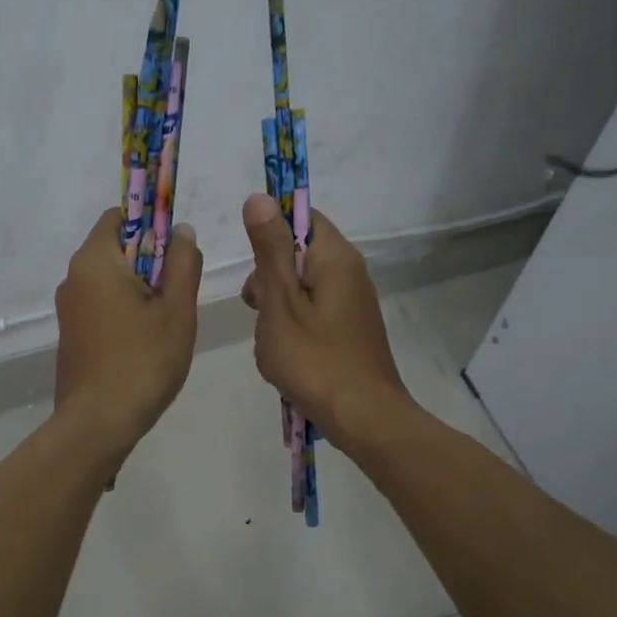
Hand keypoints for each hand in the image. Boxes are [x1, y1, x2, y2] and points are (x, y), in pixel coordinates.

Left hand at [53, 208, 202, 455]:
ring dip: (140, 289)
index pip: (119, 216)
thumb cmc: (143, 362)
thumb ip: (182, 263)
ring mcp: (68, 307)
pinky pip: (101, 304)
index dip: (151, 223)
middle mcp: (73, 277)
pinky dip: (124, 310)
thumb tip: (181, 230)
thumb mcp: (177, 310)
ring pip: (110, 279)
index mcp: (94, 261)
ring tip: (165, 324)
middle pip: (116, 248)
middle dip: (150, 261)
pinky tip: (144, 343)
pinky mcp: (71, 333)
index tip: (175, 251)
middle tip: (177, 295)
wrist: (98, 423)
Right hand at [239, 194, 410, 449]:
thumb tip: (259, 197)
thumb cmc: (315, 360)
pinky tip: (286, 354)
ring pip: (301, 286)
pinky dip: (292, 326)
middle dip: (268, 277)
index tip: (252, 264)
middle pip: (298, 253)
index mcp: (336, 258)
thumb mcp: (280, 303)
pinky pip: (312, 311)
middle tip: (257, 308)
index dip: (270, 232)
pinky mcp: (350, 329)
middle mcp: (350, 272)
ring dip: (277, 306)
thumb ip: (269, 250)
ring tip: (271, 340)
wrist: (363, 418)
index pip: (301, 217)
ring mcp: (352, 303)